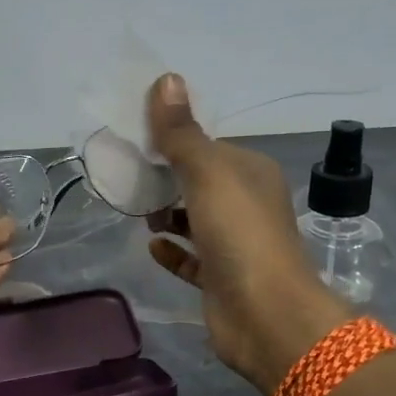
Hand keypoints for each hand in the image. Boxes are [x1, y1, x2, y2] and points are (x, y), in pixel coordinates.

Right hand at [145, 74, 350, 395]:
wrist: (267, 316)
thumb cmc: (240, 235)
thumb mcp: (208, 173)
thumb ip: (182, 133)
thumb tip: (166, 79)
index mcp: (251, 172)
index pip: (208, 146)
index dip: (174, 140)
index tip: (137, 140)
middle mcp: (247, 205)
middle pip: (199, 183)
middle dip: (166, 179)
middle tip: (129, 176)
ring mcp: (236, 245)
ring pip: (195, 220)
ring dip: (167, 214)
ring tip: (138, 210)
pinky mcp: (222, 279)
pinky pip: (192, 259)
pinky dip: (173, 251)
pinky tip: (152, 246)